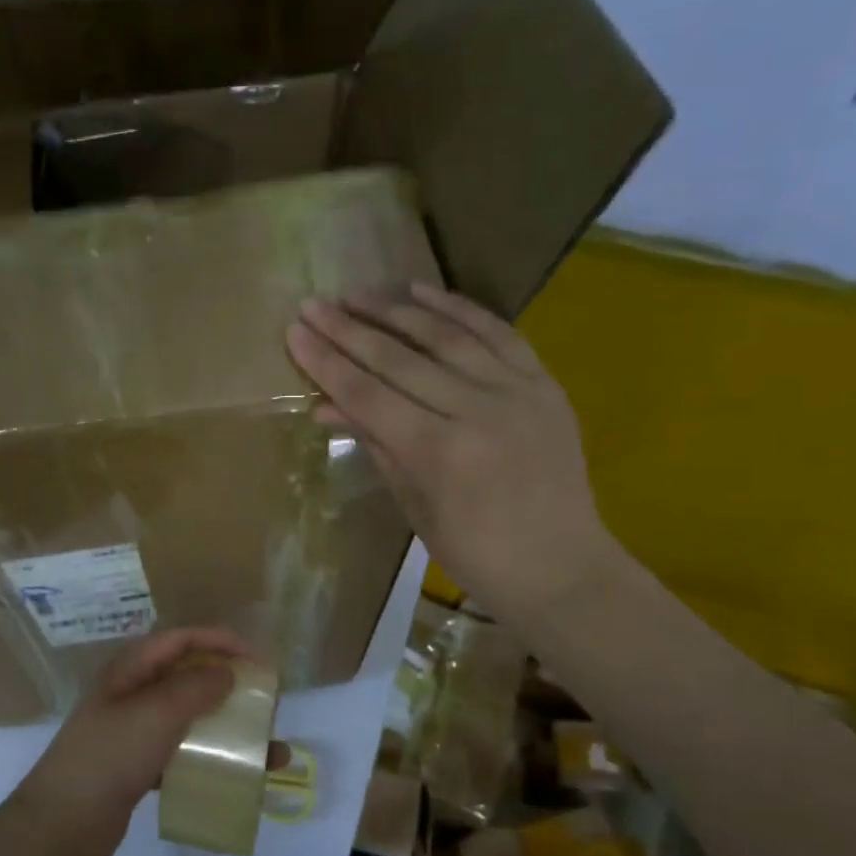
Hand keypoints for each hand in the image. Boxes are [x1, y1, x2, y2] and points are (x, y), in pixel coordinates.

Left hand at [11, 628, 254, 855]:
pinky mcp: (138, 767)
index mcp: (130, 670)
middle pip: (189, 677)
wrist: (58, 829)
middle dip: (231, 686)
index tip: (260, 659)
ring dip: (229, 728)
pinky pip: (183, 754)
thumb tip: (227, 671)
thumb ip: (194, 688)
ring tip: (270, 751)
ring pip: (190, 718)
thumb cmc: (107, 759)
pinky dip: (210, 760)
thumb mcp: (154, 715)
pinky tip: (237, 777)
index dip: (221, 641)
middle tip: (267, 703)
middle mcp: (133, 694)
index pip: (182, 640)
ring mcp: (134, 732)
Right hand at [286, 282, 614, 621]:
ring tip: (357, 292)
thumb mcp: (412, 504)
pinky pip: (496, 331)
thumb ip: (374, 443)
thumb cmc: (474, 552)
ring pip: (446, 335)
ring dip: (396, 309)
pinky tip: (422, 290)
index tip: (295, 331)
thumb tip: (325, 405)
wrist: (560, 565)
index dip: (327, 361)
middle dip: (349, 328)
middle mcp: (475, 410)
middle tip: (313, 304)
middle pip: (399, 358)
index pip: (368, 393)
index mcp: (437, 452)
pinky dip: (457, 308)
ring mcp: (515, 391)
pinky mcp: (543, 382)